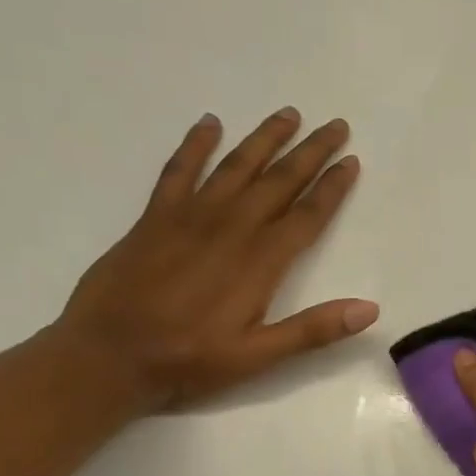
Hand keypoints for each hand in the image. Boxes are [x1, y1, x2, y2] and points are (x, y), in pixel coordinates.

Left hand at [55, 108, 377, 411]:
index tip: (352, 161)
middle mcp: (231, 228)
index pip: (307, 215)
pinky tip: (209, 123)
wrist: (106, 356)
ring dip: (264, 139)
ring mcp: (190, 217)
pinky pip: (179, 171)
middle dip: (310, 151)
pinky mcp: (155, 218)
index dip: (332, 187)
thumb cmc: (188, 360)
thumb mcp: (258, 357)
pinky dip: (195, 145)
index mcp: (260, 261)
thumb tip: (369, 309)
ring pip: (236, 166)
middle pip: (278, 180)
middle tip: (336, 125)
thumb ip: (313, 330)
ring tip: (289, 114)